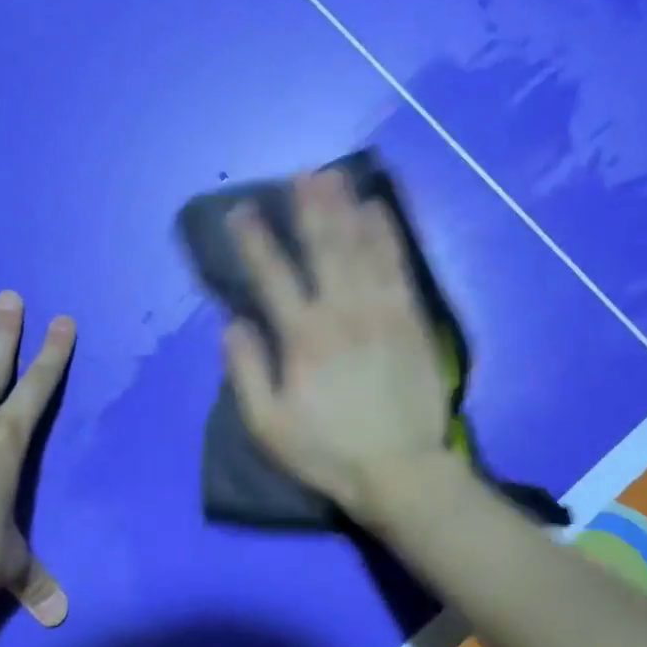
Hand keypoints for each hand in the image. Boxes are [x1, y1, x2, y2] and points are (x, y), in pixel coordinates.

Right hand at [223, 171, 451, 517]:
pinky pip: (399, 268)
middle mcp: (342, 313)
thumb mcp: (268, 425)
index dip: (255, 240)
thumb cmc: (327, 453)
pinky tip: (379, 211)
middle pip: (323, 248)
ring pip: (362, 249)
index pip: (272, 276)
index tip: (241, 210)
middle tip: (302, 174)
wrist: (401, 471)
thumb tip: (233, 324)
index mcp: (303, 338)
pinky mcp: (412, 322)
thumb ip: (247, 372)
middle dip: (309, 208)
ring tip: (335, 178)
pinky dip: (388, 236)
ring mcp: (382, 313)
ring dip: (346, 209)